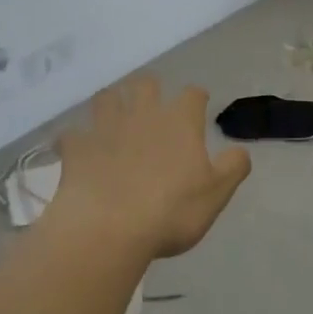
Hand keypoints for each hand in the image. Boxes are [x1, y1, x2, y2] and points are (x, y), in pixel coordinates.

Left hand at [49, 75, 251, 259]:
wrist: (107, 228)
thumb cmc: (170, 211)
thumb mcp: (216, 193)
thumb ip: (233, 167)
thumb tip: (241, 151)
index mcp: (180, 122)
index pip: (192, 94)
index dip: (197, 98)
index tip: (199, 106)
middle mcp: (143, 114)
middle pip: (146, 84)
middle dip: (151, 90)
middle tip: (153, 106)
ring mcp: (106, 128)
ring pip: (106, 98)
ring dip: (112, 103)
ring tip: (114, 117)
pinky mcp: (76, 148)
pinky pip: (71, 134)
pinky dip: (76, 139)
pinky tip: (78, 149)